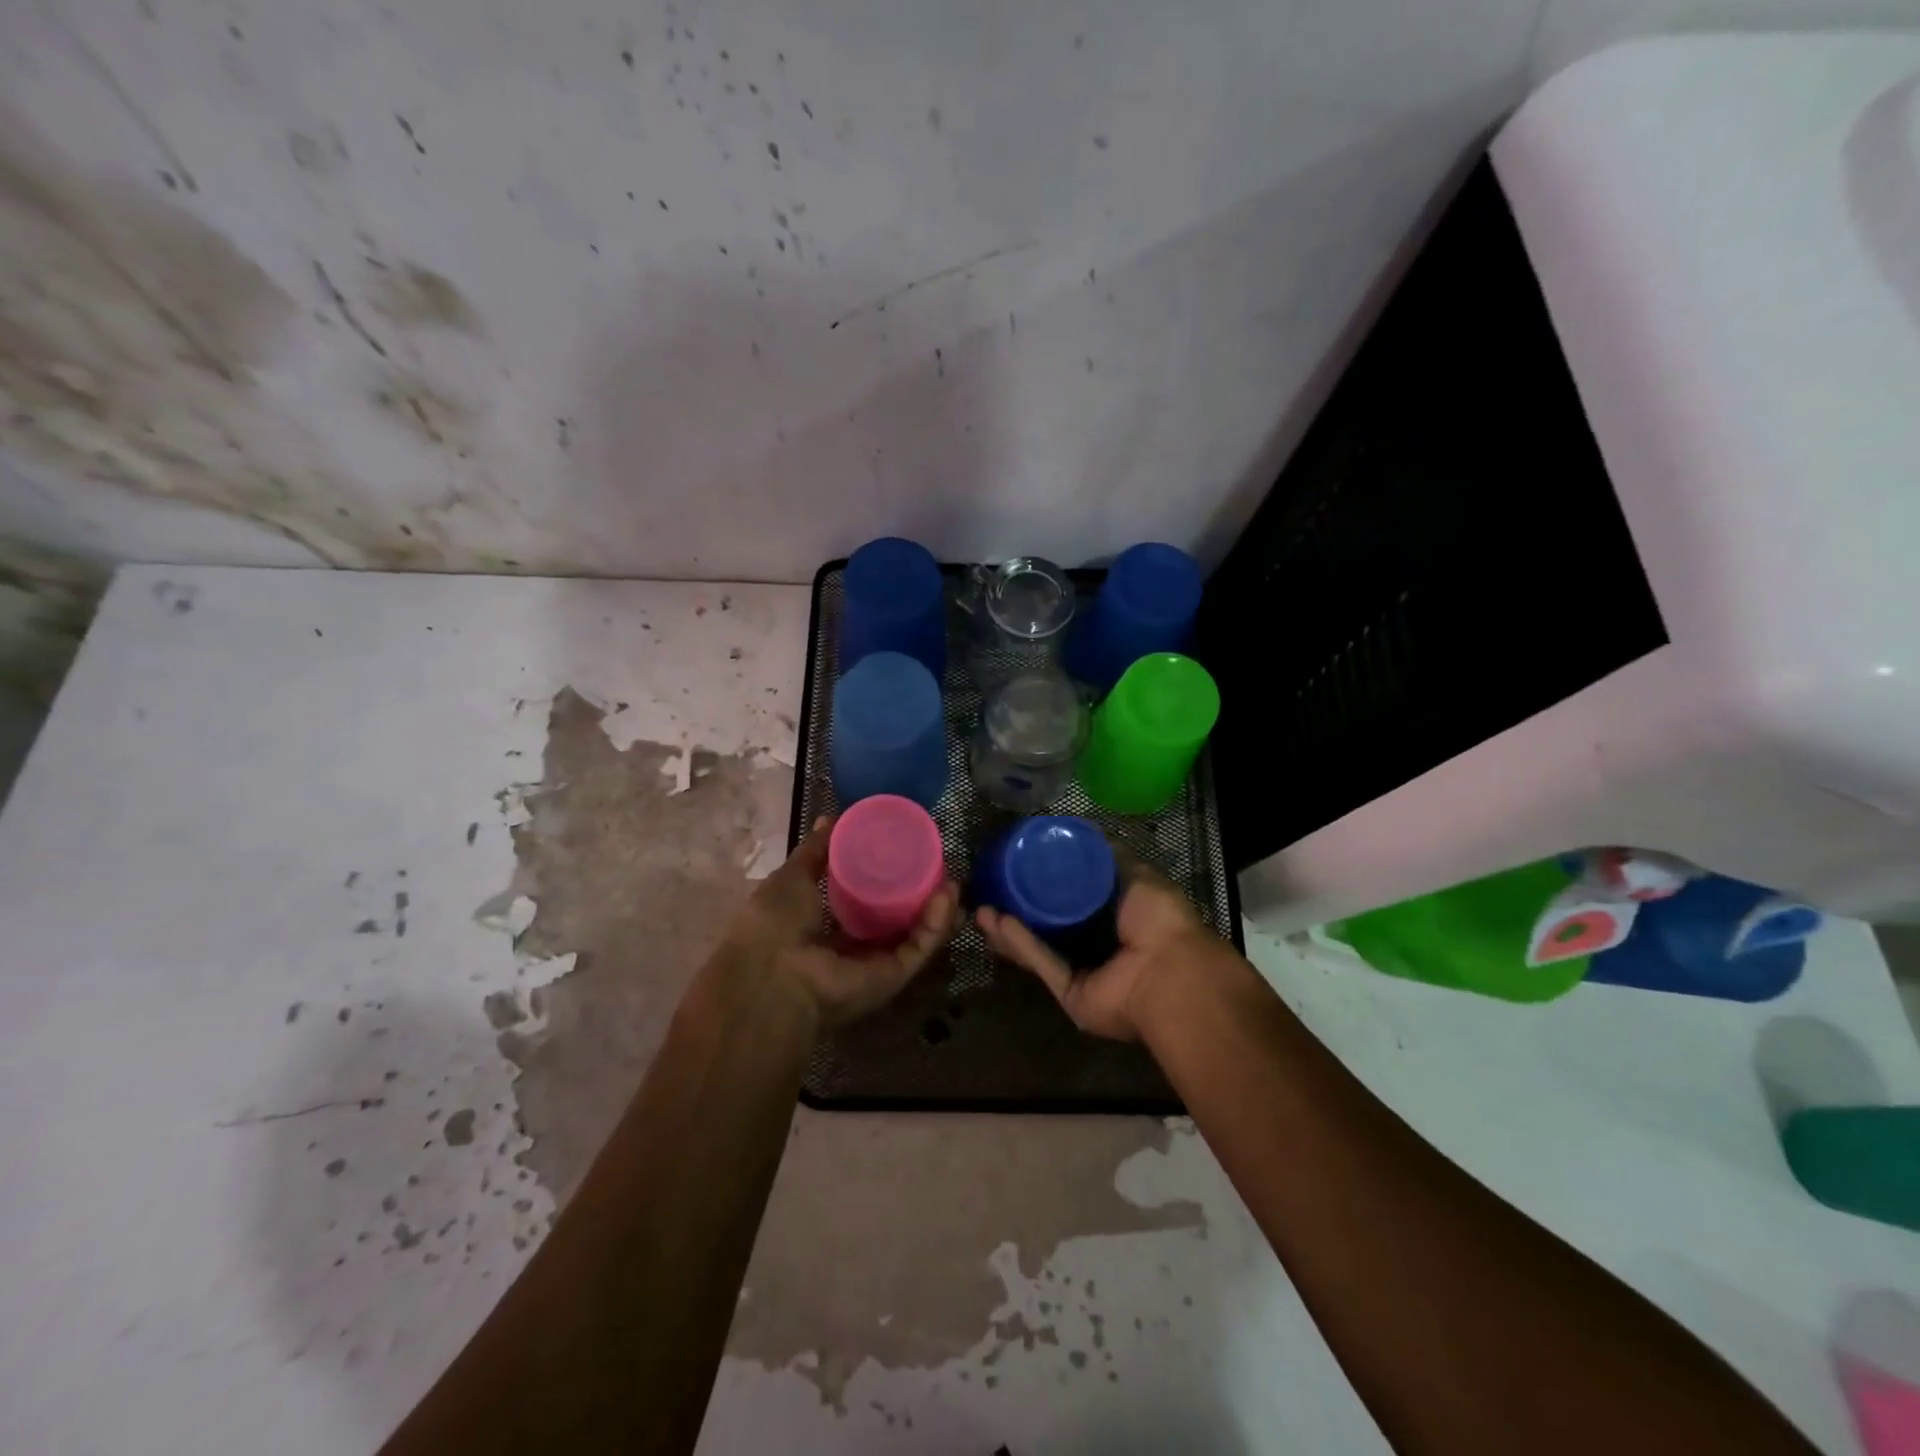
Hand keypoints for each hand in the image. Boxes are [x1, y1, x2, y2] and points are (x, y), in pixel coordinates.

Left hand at [729, 816, 958, 1028]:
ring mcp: (875, 963)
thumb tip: (831, 819)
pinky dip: (936, 923)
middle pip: (897, 919)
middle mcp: (853, 947)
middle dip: (921, 893)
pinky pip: (919, 947)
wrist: (773, 977)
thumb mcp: (792, 877)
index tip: (907, 851)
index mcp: (825, 925)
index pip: (864, 901)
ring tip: (951, 879)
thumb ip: (815, 851)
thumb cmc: (774, 923)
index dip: (887, 878)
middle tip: (938, 865)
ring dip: (936, 908)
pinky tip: (946, 894)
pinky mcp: (893, 976)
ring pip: (915, 934)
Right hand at [977, 853, 1218, 1040]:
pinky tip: (997, 924)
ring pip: (1037, 947)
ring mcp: (1081, 971)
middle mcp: (1095, 945)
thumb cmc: (1159, 919)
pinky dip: (1021, 944)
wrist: (1170, 972)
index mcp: (1113, 918)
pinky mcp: (1069, 993)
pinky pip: (1042, 964)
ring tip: (980, 908)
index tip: (1014, 867)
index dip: (1043, 885)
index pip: (1070, 900)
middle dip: (1016, 910)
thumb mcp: (1136, 874)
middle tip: (988, 891)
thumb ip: (1108, 855)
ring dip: (1009, 929)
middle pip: (1046, 926)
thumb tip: (1082, 830)